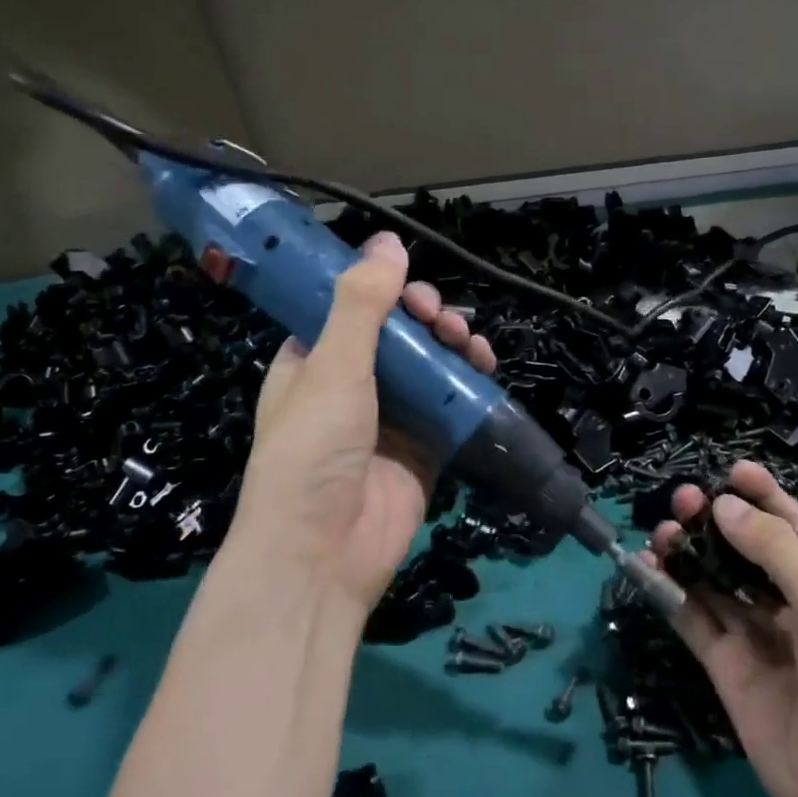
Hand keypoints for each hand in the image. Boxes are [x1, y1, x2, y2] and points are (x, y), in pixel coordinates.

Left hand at [227, 232, 495, 611]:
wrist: (322, 555)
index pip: (351, 308)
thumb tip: (388, 240)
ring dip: (451, 345)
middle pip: (398, 334)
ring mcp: (390, 418)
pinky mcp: (423, 448)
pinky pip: (451, 404)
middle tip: (441, 318)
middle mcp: (351, 385)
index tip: (409, 288)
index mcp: (313, 362)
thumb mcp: (332, 368)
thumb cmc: (313, 452)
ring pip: (429, 365)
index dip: (383, 291)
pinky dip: (469, 383)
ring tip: (467, 340)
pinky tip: (484, 366)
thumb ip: (362, 304)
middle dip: (425, 317)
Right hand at [651, 462, 797, 796]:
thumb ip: (773, 550)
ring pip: (714, 582)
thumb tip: (723, 506)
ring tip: (661, 533)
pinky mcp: (727, 669)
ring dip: (688, 553)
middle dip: (715, 520)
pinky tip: (647, 571)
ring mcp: (756, 637)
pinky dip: (670, 594)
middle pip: (744, 549)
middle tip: (683, 501)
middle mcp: (789, 603)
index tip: (730, 470)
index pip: (789, 525)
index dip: (762, 494)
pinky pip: (694, 621)